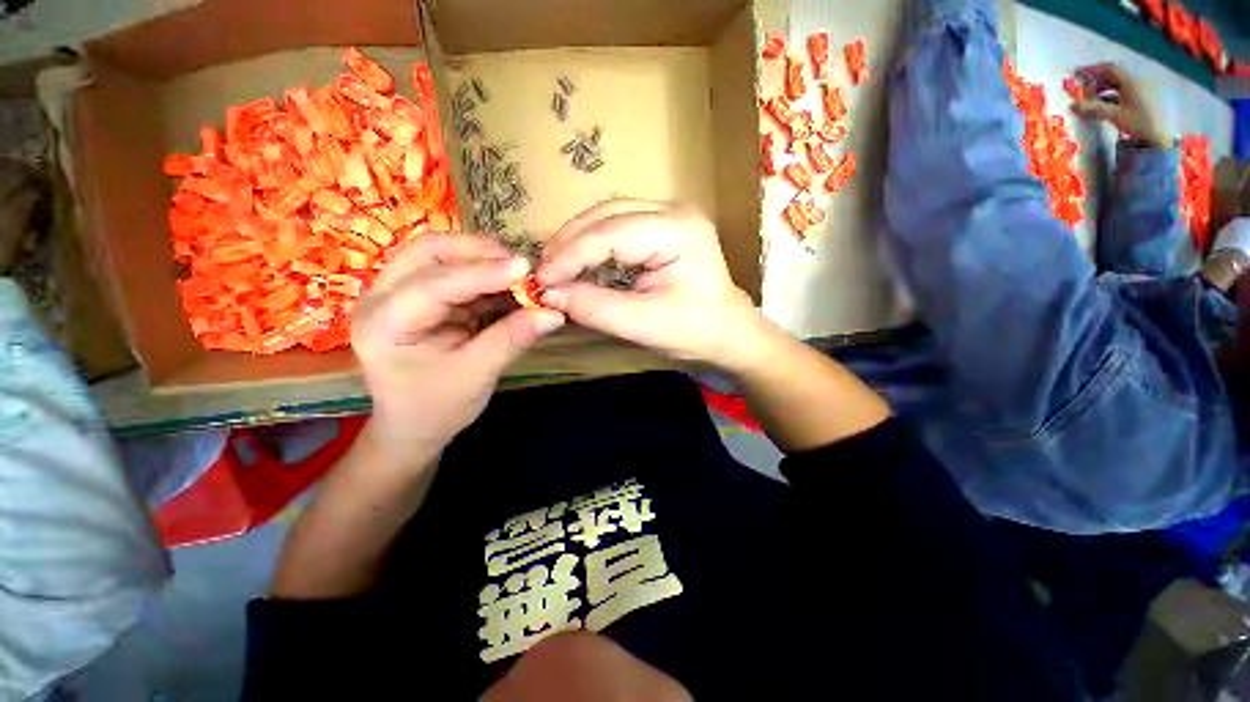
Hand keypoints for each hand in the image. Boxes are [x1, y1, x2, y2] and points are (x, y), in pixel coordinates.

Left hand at [352, 234, 564, 461]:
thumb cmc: (436, 407)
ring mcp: (399, 293)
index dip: (482, 273)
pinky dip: (484, 275)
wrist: (414, 426)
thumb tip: (554, 314)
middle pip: (428, 252)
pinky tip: (509, 284)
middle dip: (477, 252)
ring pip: (440, 255)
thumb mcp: (476, 375)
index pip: (434, 285)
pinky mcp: (421, 296)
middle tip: (520, 264)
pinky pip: (453, 272)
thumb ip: (512, 339)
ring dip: (482, 258)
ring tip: (518, 272)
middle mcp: (381, 297)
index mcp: (384, 324)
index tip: (524, 267)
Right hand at [536, 199, 762, 368]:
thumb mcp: (644, 325)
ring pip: (608, 217)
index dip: (569, 255)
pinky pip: (617, 227)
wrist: (729, 333)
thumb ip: (595, 308)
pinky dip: (593, 244)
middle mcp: (673, 211)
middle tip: (542, 272)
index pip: (609, 233)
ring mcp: (669, 215)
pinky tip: (578, 262)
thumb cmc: (695, 331)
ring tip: (554, 267)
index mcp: (677, 230)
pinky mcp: (662, 227)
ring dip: (577, 241)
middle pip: (606, 215)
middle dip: (569, 243)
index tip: (540, 281)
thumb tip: (549, 294)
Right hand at [1071, 62, 1171, 148]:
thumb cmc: (1139, 124)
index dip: (1092, 70)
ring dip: (1101, 87)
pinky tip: (1102, 103)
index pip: (1109, 69)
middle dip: (1095, 79)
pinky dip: (1108, 94)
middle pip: (1112, 74)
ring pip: (1116, 83)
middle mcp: (1135, 82)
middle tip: (1081, 86)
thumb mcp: (1115, 116)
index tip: (1076, 74)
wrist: (1158, 137)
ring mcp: (1138, 91)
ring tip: (1090, 96)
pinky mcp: (1138, 99)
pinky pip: (1120, 91)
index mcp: (1131, 82)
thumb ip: (1094, 109)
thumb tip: (1071, 105)